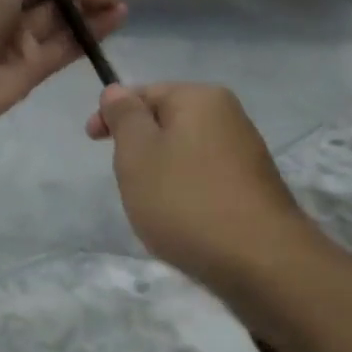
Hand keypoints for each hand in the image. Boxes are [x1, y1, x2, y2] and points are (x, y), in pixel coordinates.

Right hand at [87, 84, 312, 290]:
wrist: (260, 261)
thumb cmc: (186, 200)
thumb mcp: (137, 153)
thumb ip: (124, 117)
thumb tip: (117, 90)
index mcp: (200, 98)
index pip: (146, 92)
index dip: (113, 113)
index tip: (91, 141)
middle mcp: (229, 116)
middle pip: (168, 121)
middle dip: (139, 146)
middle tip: (123, 179)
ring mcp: (246, 153)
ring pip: (185, 153)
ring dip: (161, 173)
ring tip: (150, 206)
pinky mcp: (253, 189)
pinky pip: (205, 179)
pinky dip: (185, 193)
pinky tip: (180, 222)